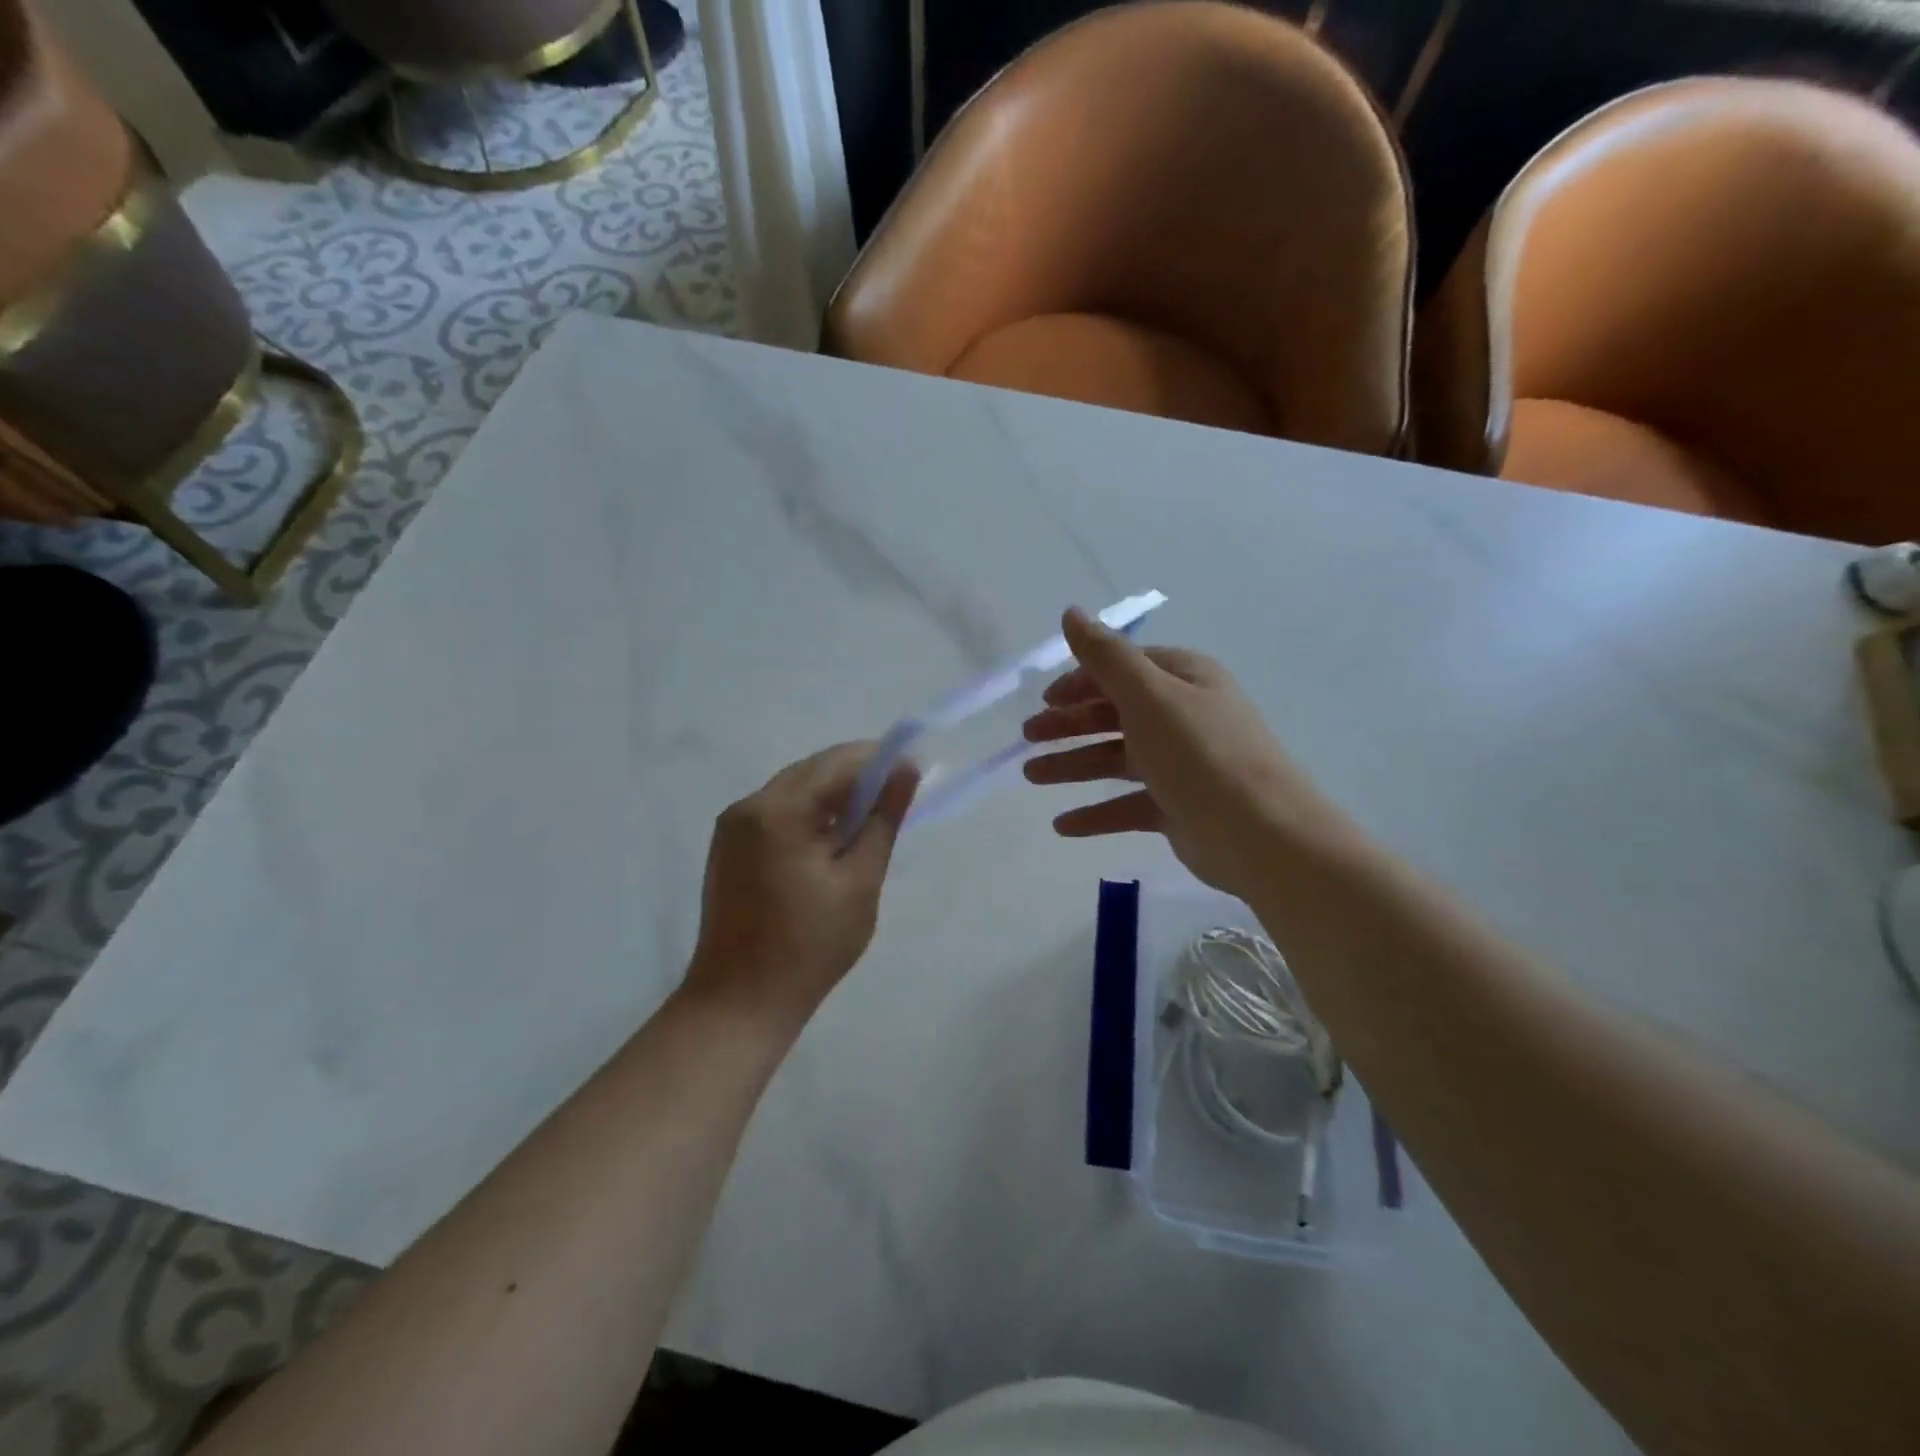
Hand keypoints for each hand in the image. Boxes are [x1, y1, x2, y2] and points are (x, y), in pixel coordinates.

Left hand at [688, 743, 918, 1025]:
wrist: (740, 1002)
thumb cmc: (809, 946)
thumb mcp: (859, 881)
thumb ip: (883, 819)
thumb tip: (905, 771)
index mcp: (779, 811)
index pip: (837, 764)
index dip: (880, 761)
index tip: (914, 773)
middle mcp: (749, 806)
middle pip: (813, 771)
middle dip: (857, 777)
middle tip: (897, 798)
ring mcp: (733, 826)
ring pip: (795, 789)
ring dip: (833, 795)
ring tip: (870, 820)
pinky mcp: (729, 846)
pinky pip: (777, 811)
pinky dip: (810, 814)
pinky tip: (832, 838)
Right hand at [1022, 608, 1350, 900]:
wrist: (1261, 835)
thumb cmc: (1200, 754)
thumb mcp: (1149, 696)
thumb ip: (1105, 656)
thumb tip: (1071, 612)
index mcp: (1183, 680)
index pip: (1123, 669)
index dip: (1081, 681)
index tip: (1045, 700)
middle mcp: (1184, 716)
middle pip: (1115, 714)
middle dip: (1069, 724)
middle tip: (1027, 738)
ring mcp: (1182, 764)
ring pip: (1116, 759)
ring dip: (1072, 765)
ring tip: (1030, 776)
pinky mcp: (1179, 807)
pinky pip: (1127, 804)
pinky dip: (1096, 812)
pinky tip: (1062, 825)